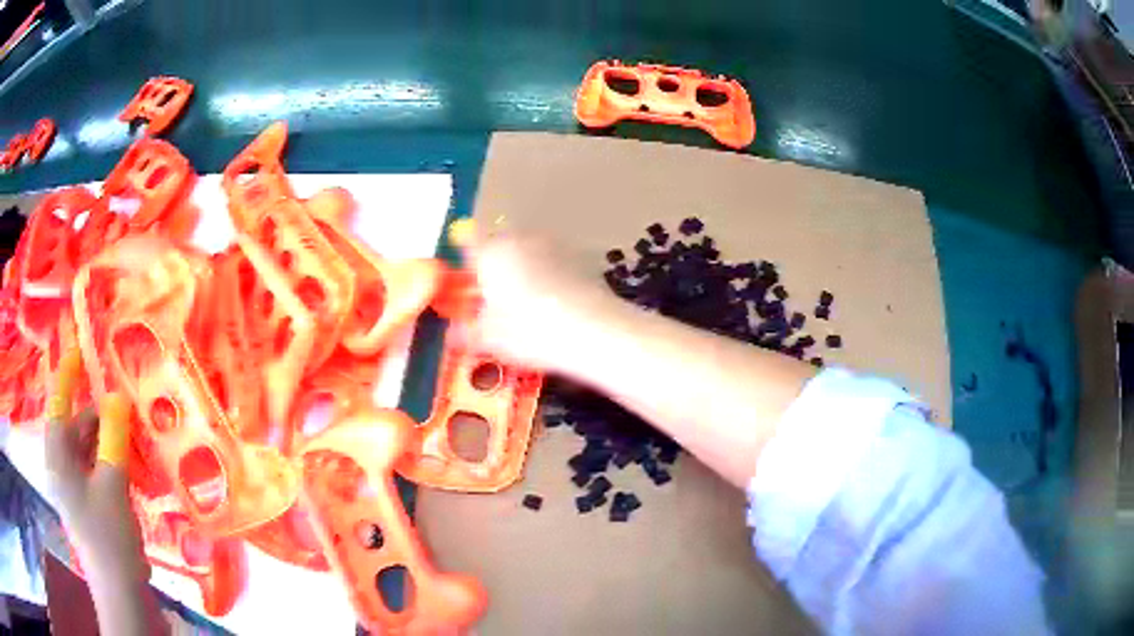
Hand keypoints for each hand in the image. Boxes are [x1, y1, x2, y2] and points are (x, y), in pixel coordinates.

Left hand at [44, 349, 146, 581]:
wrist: (122, 593)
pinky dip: (111, 462)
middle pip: (76, 427)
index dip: (68, 375)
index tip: (81, 350)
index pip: (58, 404)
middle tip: (126, 405)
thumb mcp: (112, 486)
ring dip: (109, 441)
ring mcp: (74, 487)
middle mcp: (61, 467)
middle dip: (99, 415)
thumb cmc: (109, 537)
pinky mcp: (88, 503)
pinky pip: (96, 469)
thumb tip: (116, 397)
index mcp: (57, 457)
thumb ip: (113, 439)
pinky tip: (132, 465)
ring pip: (88, 449)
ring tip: (135, 436)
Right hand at [458, 222, 622, 374]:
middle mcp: (521, 238)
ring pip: (528, 256)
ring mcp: (554, 245)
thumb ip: (467, 331)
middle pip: (499, 248)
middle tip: (493, 304)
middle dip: (494, 271)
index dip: (465, 262)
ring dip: (523, 275)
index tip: (466, 283)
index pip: (469, 243)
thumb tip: (456, 331)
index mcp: (491, 251)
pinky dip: (548, 281)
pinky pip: (552, 266)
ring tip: (526, 310)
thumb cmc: (529, 331)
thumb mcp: (489, 339)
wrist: (595, 331)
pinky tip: (553, 309)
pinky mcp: (580, 259)